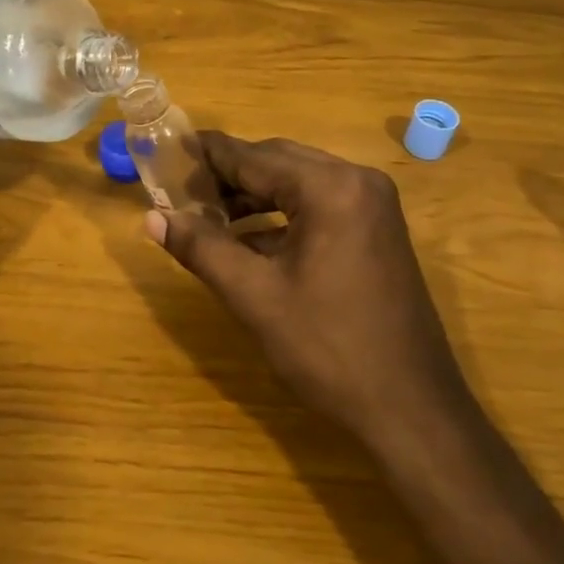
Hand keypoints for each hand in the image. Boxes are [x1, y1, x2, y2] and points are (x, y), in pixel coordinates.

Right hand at [147, 134, 467, 443]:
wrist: (411, 409)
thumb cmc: (329, 349)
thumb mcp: (255, 296)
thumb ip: (202, 248)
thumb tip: (153, 218)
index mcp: (330, 188)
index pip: (252, 156)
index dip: (205, 155)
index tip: (164, 154)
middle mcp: (357, 181)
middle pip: (277, 161)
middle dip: (228, 175)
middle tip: (180, 191)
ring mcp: (373, 206)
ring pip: (298, 183)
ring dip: (253, 196)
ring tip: (207, 217)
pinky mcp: (377, 230)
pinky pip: (319, 206)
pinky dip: (281, 217)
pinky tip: (247, 241)